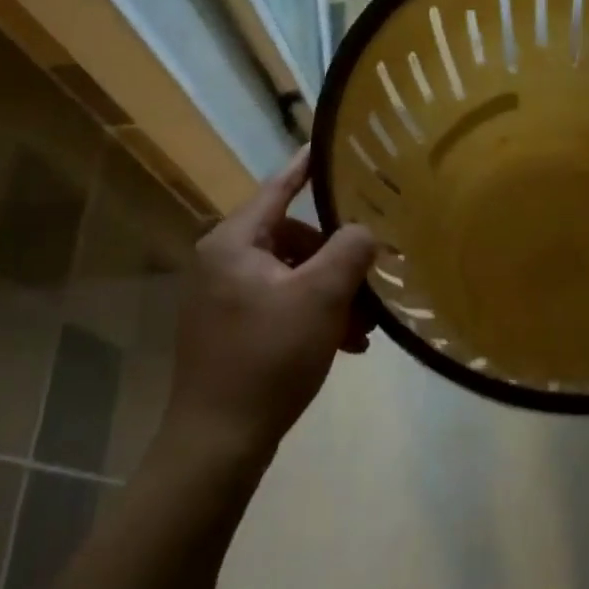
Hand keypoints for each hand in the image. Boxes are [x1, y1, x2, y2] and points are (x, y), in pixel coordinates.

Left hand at [163, 148, 377, 465]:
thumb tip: (363, 229)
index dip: (307, 166)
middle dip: (336, 262)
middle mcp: (223, 261)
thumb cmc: (270, 357)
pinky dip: (313, 316)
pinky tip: (345, 346)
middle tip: (369, 283)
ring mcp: (223, 297)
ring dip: (331, 296)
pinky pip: (281, 304)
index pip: (278, 188)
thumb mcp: (321, 297)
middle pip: (293, 239)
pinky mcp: (230, 328)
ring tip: (364, 329)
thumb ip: (350, 250)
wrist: (219, 442)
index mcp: (234, 242)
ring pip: (292, 276)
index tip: (328, 146)